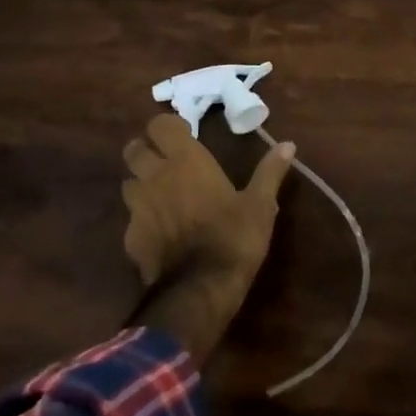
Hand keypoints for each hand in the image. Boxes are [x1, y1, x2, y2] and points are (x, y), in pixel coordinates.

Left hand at [122, 114, 294, 286]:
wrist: (200, 290)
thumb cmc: (234, 237)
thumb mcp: (261, 204)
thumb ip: (270, 171)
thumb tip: (288, 144)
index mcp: (186, 161)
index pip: (160, 125)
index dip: (169, 127)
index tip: (185, 135)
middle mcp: (156, 177)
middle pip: (134, 149)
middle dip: (146, 150)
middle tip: (166, 160)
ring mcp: (138, 208)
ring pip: (127, 182)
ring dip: (141, 182)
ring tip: (161, 193)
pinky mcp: (130, 238)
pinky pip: (131, 218)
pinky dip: (142, 219)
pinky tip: (160, 231)